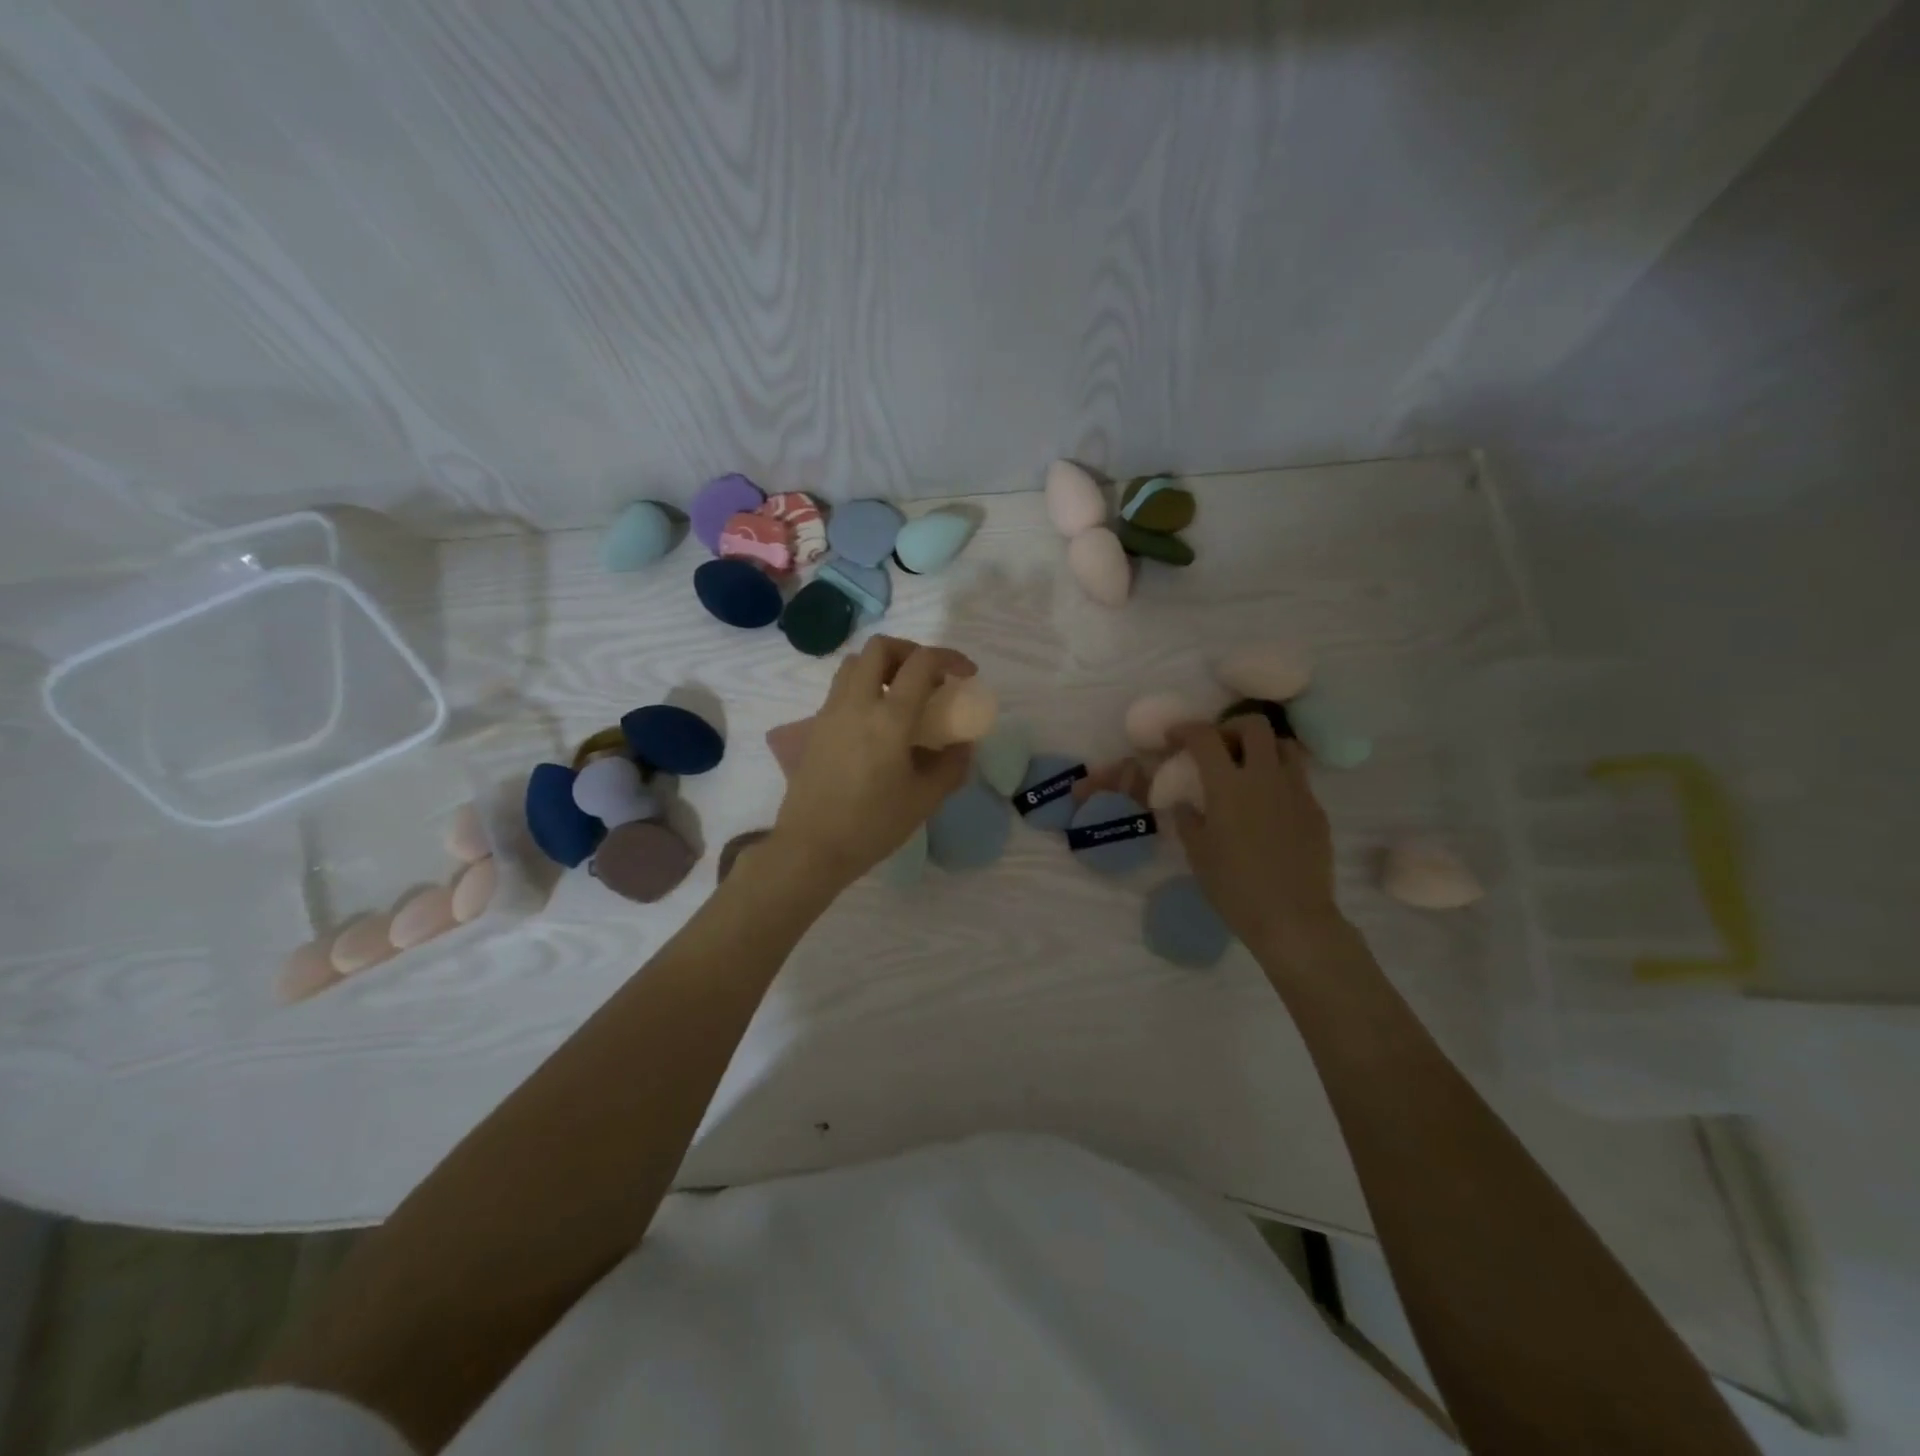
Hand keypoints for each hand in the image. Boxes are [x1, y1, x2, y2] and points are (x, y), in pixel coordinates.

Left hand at [768, 636, 976, 891]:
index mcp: (890, 718)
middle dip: (911, 651)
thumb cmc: (872, 825)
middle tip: (929, 677)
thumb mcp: (924, 799)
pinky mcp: (815, 726)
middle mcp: (857, 703)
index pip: (921, 663)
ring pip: (855, 663)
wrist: (811, 847)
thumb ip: (951, 765)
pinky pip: (842, 688)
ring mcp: (831, 711)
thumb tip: (963, 744)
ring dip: (883, 666)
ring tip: (902, 695)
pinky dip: (865, 687)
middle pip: (880, 647)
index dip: (949, 658)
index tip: (966, 674)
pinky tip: (877, 722)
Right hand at [1169, 718, 1342, 952]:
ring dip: (1261, 747)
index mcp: (1228, 785)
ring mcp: (1296, 790)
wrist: (1293, 918)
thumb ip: (1188, 819)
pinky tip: (1268, 804)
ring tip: (1248, 768)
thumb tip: (1185, 803)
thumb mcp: (1197, 853)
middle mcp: (1264, 776)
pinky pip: (1297, 777)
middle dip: (1231, 727)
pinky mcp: (1316, 808)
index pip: (1205, 737)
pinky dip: (1278, 777)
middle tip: (1218, 747)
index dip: (1186, 729)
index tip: (1175, 737)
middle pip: (1254, 725)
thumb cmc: (1234, 887)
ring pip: (1283, 745)